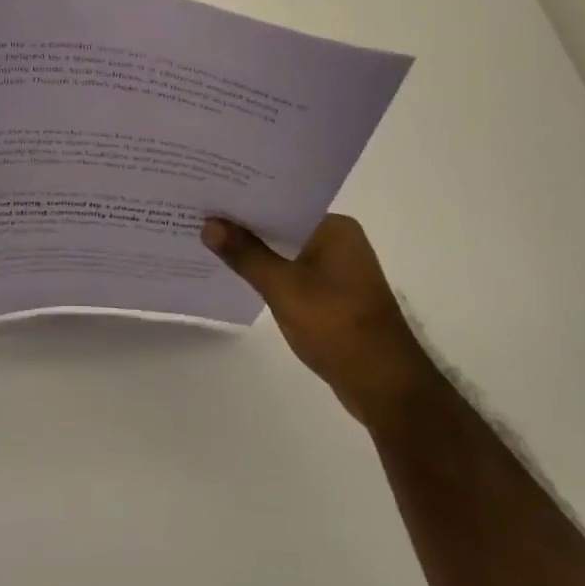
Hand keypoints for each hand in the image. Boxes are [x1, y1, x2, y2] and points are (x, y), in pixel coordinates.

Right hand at [201, 214, 438, 426]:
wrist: (385, 387)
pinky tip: (238, 275)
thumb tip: (209, 224)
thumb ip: (245, 254)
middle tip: (199, 216)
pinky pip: (292, 273)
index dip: (243, 201)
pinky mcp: (333, 295)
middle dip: (244, 226)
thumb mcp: (283, 288)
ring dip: (254, 252)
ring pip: (285, 252)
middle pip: (281, 226)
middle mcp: (339, 241)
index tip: (207, 197)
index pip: (280, 203)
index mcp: (334, 228)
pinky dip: (268, 273)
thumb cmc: (337, 327)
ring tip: (209, 242)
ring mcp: (338, 270)